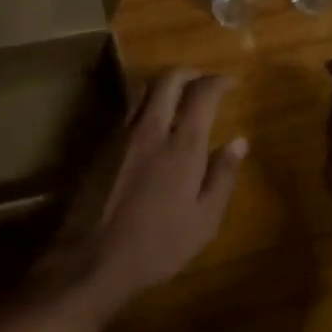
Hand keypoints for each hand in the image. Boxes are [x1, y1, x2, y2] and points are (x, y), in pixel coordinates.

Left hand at [49, 69, 246, 309]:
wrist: (91, 259)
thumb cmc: (158, 246)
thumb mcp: (204, 221)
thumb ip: (222, 176)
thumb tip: (239, 142)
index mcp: (182, 146)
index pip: (202, 94)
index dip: (219, 81)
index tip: (231, 82)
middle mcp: (151, 130)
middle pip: (168, 79)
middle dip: (189, 72)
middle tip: (204, 80)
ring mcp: (121, 135)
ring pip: (142, 89)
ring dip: (164, 83)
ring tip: (178, 95)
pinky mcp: (101, 147)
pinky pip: (127, 111)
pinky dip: (145, 104)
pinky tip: (151, 124)